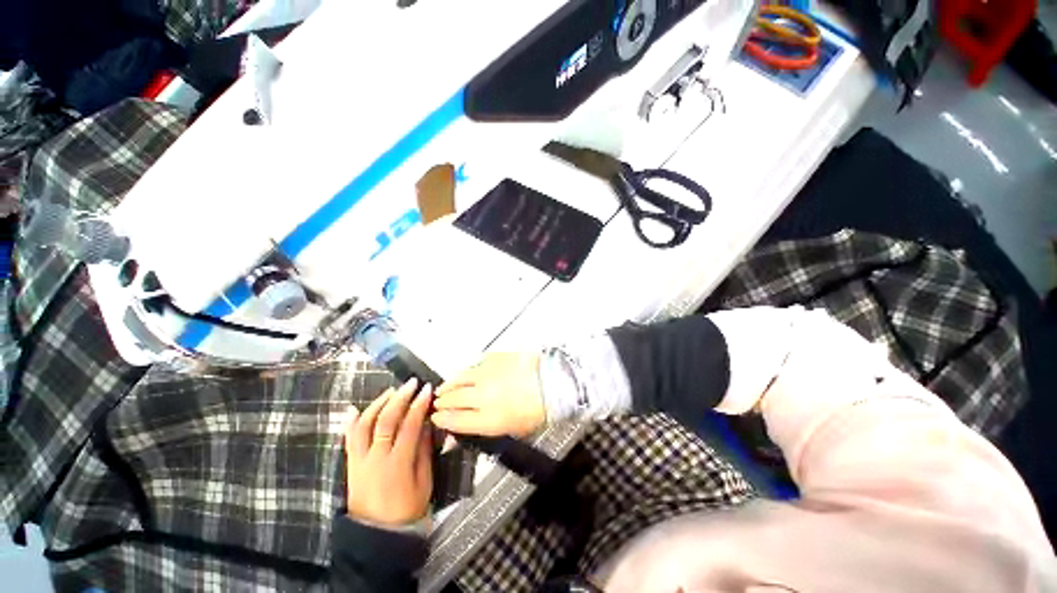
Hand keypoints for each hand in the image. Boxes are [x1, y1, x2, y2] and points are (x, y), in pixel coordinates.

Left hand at [345, 379, 432, 526]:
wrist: (377, 535)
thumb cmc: (407, 509)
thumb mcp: (424, 482)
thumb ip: (424, 451)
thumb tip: (426, 423)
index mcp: (397, 464)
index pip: (409, 426)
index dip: (419, 405)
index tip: (427, 389)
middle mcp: (375, 458)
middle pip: (385, 421)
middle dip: (400, 398)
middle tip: (411, 383)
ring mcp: (360, 461)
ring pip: (364, 425)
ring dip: (378, 404)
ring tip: (391, 391)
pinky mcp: (351, 465)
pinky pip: (348, 440)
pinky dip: (352, 422)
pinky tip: (356, 409)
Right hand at [432, 352, 544, 436]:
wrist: (552, 382)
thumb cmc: (537, 410)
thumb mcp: (512, 429)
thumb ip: (486, 428)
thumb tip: (464, 431)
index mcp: (489, 419)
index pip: (456, 420)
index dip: (442, 419)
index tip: (436, 417)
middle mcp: (484, 397)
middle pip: (453, 398)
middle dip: (442, 401)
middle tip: (438, 401)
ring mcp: (488, 375)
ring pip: (460, 378)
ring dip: (449, 384)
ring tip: (444, 387)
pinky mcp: (494, 359)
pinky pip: (474, 364)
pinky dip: (467, 370)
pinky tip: (466, 373)